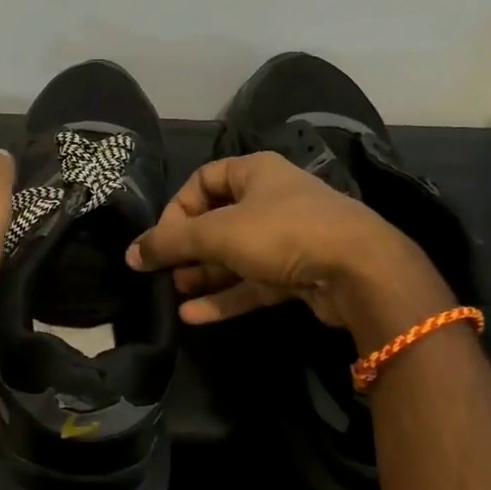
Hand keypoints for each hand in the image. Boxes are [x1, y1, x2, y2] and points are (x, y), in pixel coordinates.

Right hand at [125, 151, 454, 350]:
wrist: (360, 271)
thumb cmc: (282, 233)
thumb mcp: (217, 233)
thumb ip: (171, 242)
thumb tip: (130, 253)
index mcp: (255, 173)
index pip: (203, 181)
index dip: (177, 208)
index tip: (162, 238)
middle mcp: (271, 200)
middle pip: (217, 221)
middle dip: (188, 249)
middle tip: (166, 271)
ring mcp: (287, 238)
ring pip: (234, 256)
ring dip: (204, 275)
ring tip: (175, 294)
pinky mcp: (298, 273)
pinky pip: (252, 283)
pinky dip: (225, 297)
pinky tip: (194, 316)